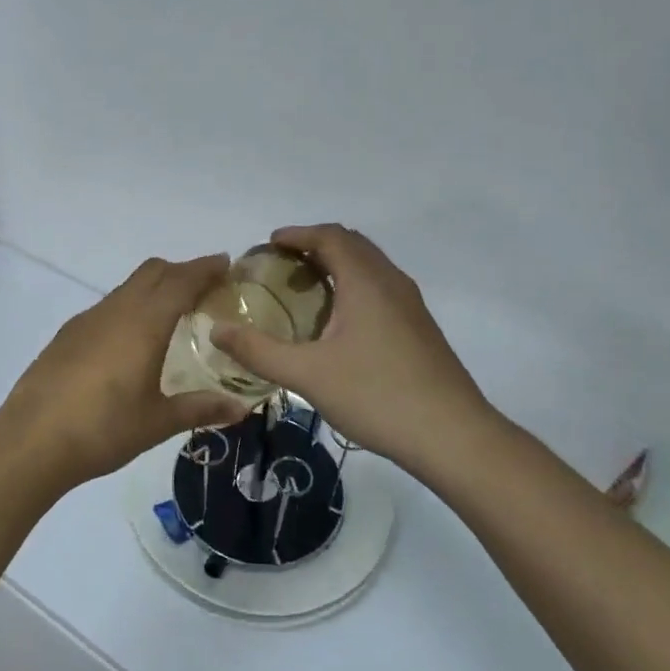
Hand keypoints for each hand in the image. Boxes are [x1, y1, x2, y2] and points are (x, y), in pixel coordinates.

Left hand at [0, 254, 249, 494]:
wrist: (32, 440)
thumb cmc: (103, 429)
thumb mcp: (158, 422)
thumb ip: (200, 409)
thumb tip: (240, 409)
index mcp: (144, 323)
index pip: (181, 281)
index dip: (205, 269)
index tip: (226, 264)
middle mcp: (116, 310)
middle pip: (153, 272)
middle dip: (181, 271)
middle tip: (205, 289)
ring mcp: (87, 320)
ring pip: (127, 288)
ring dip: (153, 289)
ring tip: (171, 315)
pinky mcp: (67, 335)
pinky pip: (107, 307)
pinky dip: (129, 307)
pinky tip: (130, 341)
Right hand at [211, 225, 503, 469]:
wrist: (453, 436)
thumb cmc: (377, 396)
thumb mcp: (307, 375)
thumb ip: (258, 351)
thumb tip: (216, 330)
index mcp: (366, 282)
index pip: (330, 236)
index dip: (297, 234)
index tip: (268, 244)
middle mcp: (392, 283)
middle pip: (352, 245)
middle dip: (316, 245)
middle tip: (283, 264)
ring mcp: (411, 306)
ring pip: (370, 267)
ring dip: (337, 265)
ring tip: (306, 289)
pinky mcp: (420, 329)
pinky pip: (380, 289)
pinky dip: (353, 286)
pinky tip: (338, 324)